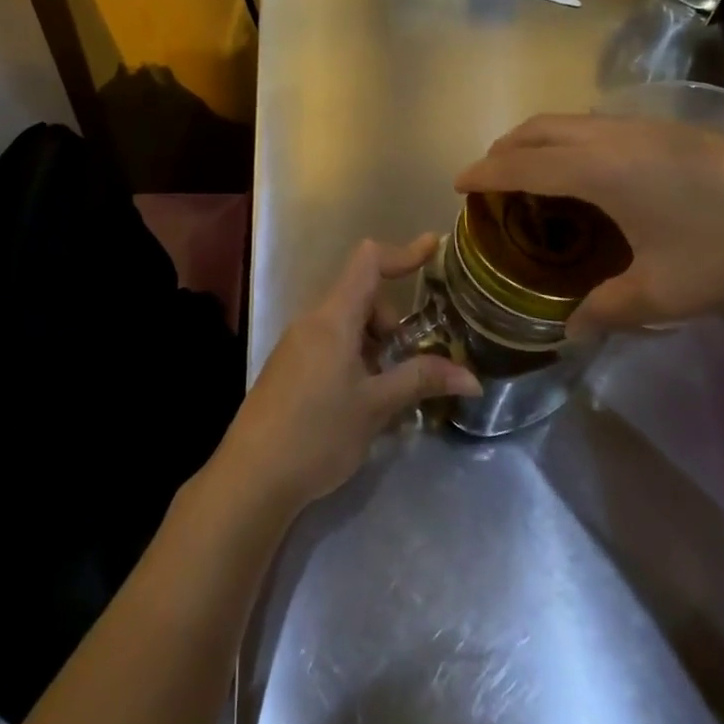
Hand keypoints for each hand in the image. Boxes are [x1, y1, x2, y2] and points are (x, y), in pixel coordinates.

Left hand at [212, 237, 480, 512]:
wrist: (252, 477)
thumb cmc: (317, 433)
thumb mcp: (375, 406)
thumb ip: (421, 380)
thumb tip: (471, 377)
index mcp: (333, 317)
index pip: (368, 262)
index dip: (403, 252)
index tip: (433, 247)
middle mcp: (312, 321)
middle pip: (362, 297)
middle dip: (392, 323)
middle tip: (409, 365)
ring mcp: (297, 344)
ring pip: (348, 325)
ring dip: (375, 346)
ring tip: (388, 392)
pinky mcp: (290, 367)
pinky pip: (332, 345)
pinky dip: (356, 359)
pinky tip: (362, 402)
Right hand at [454, 113, 723, 333]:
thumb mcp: (667, 290)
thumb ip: (610, 309)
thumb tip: (571, 330)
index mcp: (597, 169)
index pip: (521, 164)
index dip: (484, 172)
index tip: (456, 184)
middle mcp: (611, 137)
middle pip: (539, 129)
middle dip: (504, 147)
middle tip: (489, 177)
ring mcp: (645, 127)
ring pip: (570, 121)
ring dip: (539, 140)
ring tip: (533, 174)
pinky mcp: (672, 129)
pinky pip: (597, 126)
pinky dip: (571, 141)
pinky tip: (592, 175)